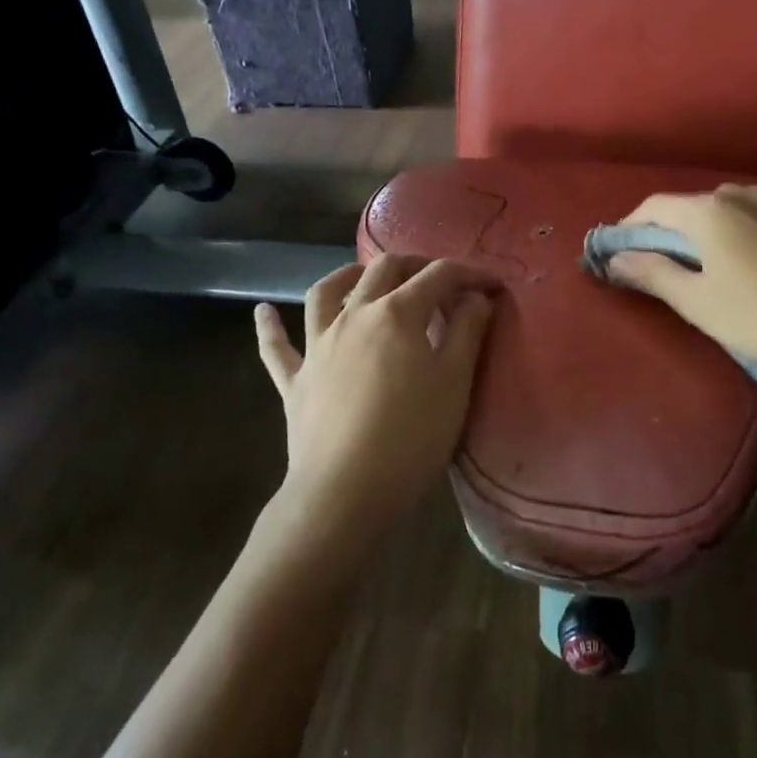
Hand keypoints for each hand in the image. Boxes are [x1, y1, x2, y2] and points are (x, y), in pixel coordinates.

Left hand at [254, 255, 497, 550]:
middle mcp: (354, 316)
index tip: (494, 286)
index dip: (470, 274)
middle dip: (415, 265)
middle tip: (440, 280)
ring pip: (326, 293)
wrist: (345, 492)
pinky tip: (262, 311)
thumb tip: (474, 296)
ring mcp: (318, 346)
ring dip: (347, 276)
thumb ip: (467, 331)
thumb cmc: (411, 437)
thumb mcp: (454, 382)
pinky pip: (276, 347)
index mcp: (398, 313)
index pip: (440, 277)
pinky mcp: (295, 380)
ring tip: (362, 276)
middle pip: (383, 270)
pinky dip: (270, 326)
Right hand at [606, 184, 756, 373]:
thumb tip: (616, 259)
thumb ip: (653, 274)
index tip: (618, 252)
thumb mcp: (697, 302)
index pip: (655, 207)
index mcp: (709, 211)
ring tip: (704, 261)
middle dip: (668, 230)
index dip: (630, 226)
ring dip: (705, 229)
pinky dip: (738, 231)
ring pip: (725, 208)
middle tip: (659, 262)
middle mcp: (740, 194)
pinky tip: (747, 259)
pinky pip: (756, 216)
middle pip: (690, 206)